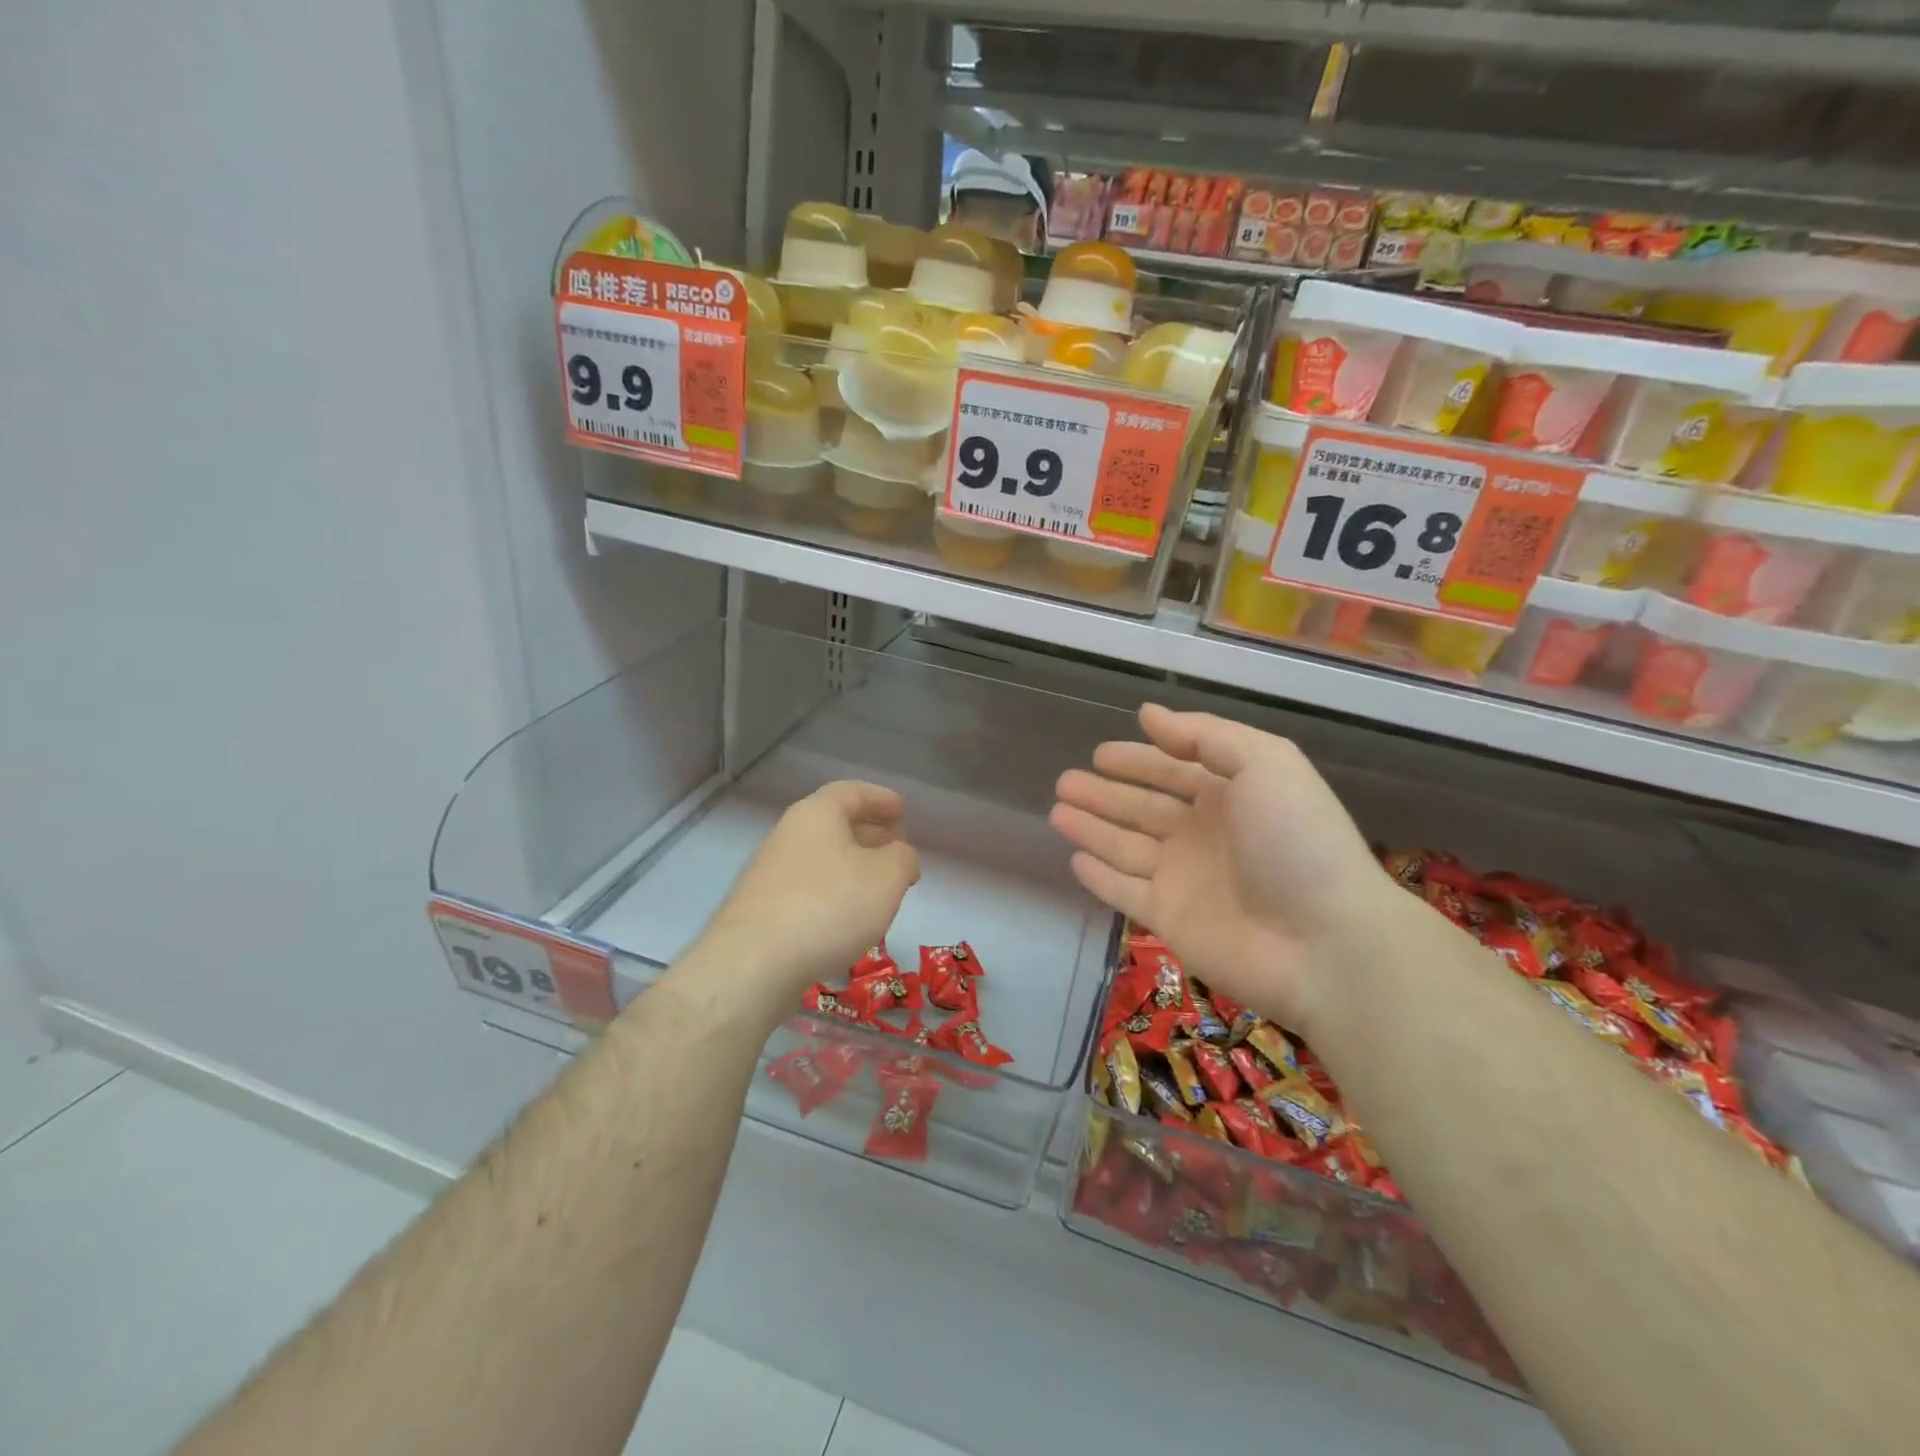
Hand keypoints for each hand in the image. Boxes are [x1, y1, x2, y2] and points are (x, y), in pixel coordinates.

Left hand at [700, 781, 919, 1004]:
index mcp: (816, 814)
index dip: (881, 798)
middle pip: (835, 824)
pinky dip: (834, 893)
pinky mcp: (763, 909)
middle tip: (898, 849)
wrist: (752, 965)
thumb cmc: (828, 906)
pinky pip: (808, 888)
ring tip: (881, 888)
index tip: (903, 810)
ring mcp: (771, 872)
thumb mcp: (886, 877)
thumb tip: (900, 857)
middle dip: (870, 834)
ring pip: (822, 858)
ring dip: (854, 867)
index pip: (852, 792)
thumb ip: (903, 858)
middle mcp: (788, 834)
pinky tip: (850, 919)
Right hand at [1050, 705, 1392, 1033]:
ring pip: (1126, 846)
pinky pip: (1124, 891)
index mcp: (1231, 795)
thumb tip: (1148, 714)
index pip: (1174, 770)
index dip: (1138, 760)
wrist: (1325, 943)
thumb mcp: (1266, 764)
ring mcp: (1185, 880)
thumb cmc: (1296, 842)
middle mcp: (1204, 834)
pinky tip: (1075, 859)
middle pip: (1143, 808)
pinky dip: (1100, 877)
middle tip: (1065, 782)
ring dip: (1092, 828)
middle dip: (1104, 793)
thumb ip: (1205, 735)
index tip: (1100, 753)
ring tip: (1057, 812)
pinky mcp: (1170, 920)